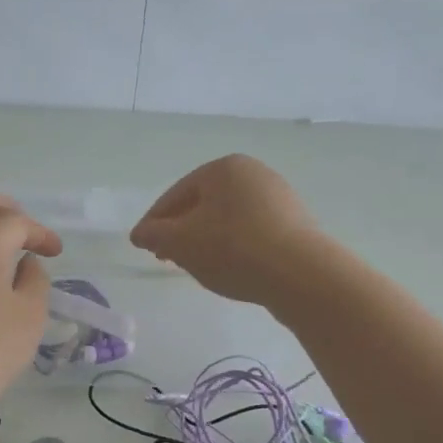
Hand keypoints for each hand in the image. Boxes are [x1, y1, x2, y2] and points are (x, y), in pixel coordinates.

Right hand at [130, 155, 322, 305]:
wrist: (301, 275)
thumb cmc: (233, 249)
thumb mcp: (181, 242)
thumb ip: (154, 235)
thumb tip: (140, 233)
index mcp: (224, 168)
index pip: (176, 194)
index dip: (154, 222)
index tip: (143, 246)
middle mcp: (254, 173)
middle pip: (203, 204)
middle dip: (182, 231)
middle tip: (167, 258)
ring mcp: (279, 198)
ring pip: (227, 219)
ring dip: (207, 240)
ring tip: (197, 268)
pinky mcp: (295, 224)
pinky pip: (252, 232)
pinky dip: (234, 247)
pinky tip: (230, 269)